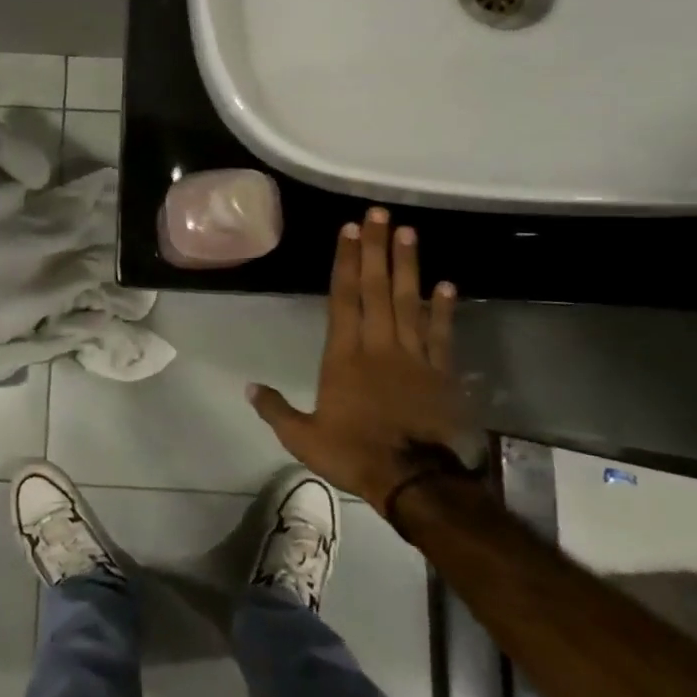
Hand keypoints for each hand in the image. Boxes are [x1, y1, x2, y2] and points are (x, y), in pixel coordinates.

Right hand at [248, 209, 466, 505]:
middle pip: (377, 289)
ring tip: (409, 232)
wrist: (415, 482)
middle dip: (376, 249)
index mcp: (343, 356)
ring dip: (409, 266)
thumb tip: (249, 388)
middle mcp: (378, 346)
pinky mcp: (440, 373)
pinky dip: (444, 309)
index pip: (343, 299)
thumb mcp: (303, 438)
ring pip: (410, 302)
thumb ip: (276, 410)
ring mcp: (413, 357)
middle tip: (380, 214)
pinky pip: (442, 334)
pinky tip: (446, 285)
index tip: (350, 230)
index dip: (346, 262)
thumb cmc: (354, 454)